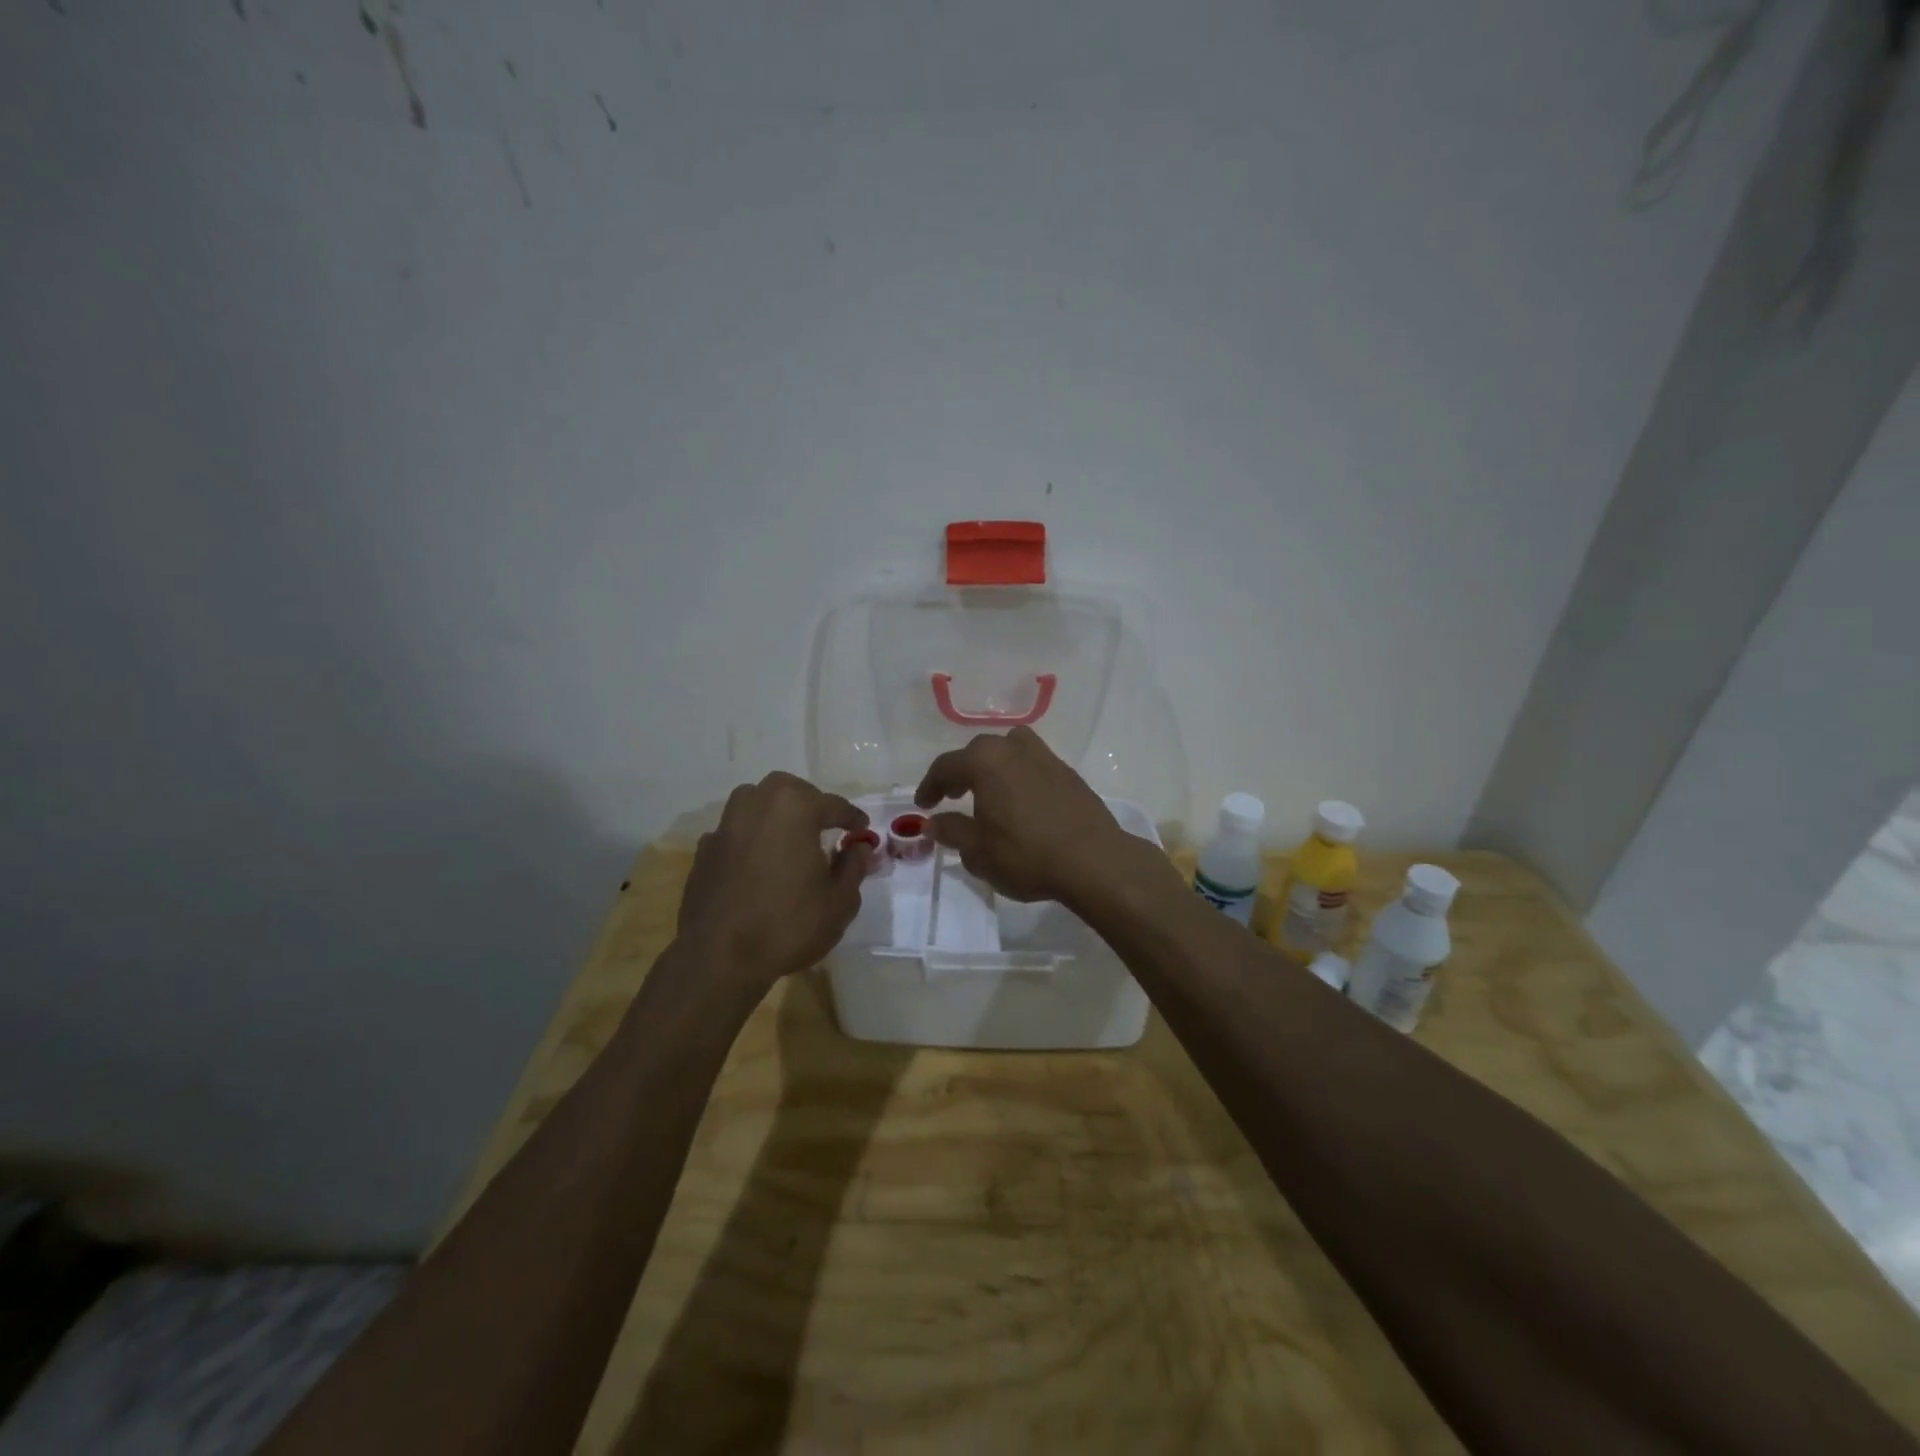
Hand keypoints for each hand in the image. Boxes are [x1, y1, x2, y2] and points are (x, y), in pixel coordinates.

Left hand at [677, 772, 870, 990]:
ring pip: (754, 800)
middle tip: (825, 825)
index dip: (852, 818)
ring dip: (775, 810)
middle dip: (811, 802)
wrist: (720, 958)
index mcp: (795, 809)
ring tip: (788, 834)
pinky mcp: (705, 850)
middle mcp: (757, 805)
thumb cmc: (788, 925)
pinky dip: (749, 836)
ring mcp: (726, 826)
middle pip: (789, 790)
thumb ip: (853, 867)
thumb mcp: (839, 902)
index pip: (834, 805)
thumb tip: (858, 848)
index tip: (862, 830)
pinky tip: (756, 860)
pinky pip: (734, 830)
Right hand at [912, 726, 1157, 907]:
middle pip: (978, 752)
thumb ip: (951, 831)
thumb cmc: (1027, 855)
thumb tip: (934, 822)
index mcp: (985, 761)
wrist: (1093, 861)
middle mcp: (1014, 749)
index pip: (946, 766)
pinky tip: (1021, 802)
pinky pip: (1032, 764)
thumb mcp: (978, 851)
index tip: (923, 806)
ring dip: (993, 766)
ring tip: (989, 792)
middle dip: (961, 772)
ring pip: (1010, 750)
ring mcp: (1046, 757)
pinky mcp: (1068, 773)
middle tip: (952, 796)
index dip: (930, 786)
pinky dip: (1018, 775)